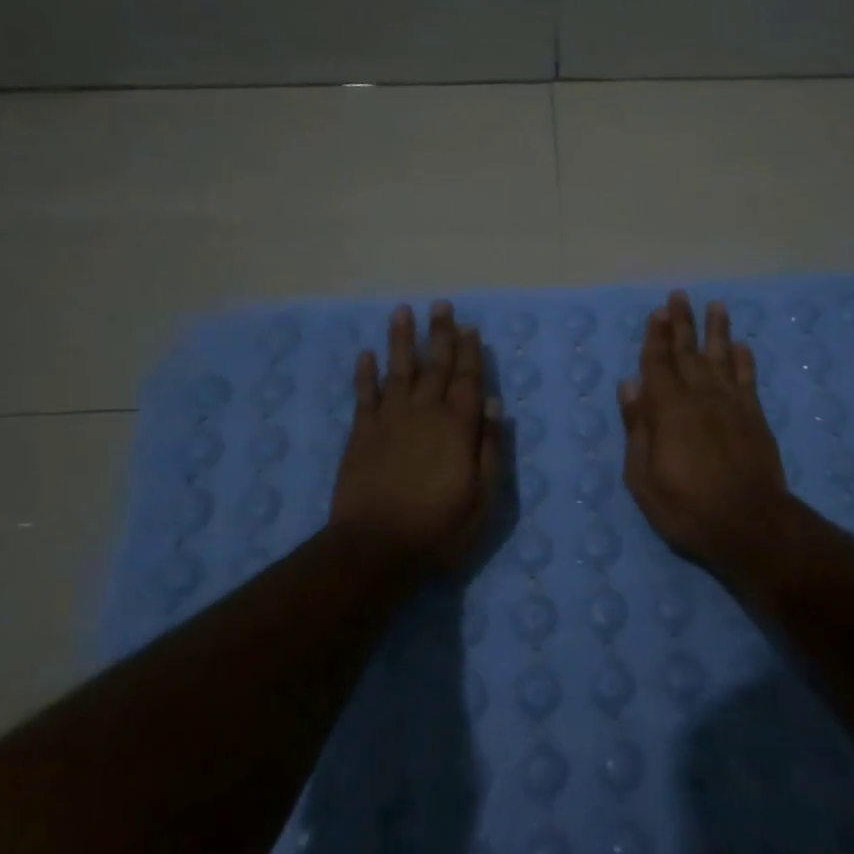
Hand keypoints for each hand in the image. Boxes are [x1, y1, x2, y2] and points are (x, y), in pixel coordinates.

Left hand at [330, 301, 501, 573]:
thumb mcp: (482, 497)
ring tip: (402, 312)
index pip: (467, 380)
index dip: (469, 352)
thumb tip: (493, 405)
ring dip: (401, 340)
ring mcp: (389, 421)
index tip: (469, 326)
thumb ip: (488, 448)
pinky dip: (365, 373)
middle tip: (441, 305)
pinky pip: (364, 395)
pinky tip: (367, 354)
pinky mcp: (361, 434)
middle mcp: (424, 413)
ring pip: (398, 370)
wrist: (376, 548)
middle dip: (440, 334)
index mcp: (457, 427)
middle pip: (435, 366)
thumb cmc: (439, 528)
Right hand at [617, 290, 792, 580]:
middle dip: (682, 323)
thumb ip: (637, 428)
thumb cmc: (686, 507)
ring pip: (722, 357)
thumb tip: (629, 386)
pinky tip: (742, 346)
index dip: (655, 337)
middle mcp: (701, 397)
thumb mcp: (643, 477)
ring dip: (717, 330)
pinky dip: (745, 361)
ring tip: (716, 305)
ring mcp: (732, 405)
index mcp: (668, 410)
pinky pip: (749, 380)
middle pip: (688, 353)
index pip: (658, 364)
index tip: (657, 312)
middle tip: (679, 296)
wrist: (750, 524)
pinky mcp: (755, 417)